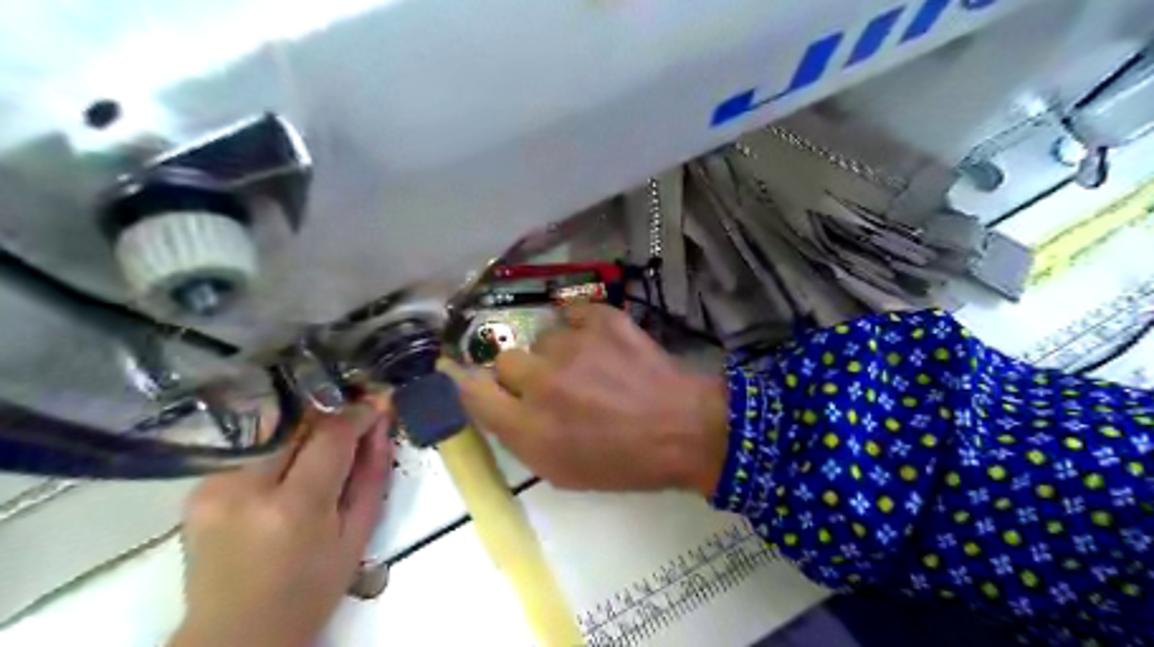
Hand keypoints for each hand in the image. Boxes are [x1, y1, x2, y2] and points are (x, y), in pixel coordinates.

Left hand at [170, 399, 395, 646]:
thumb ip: (372, 474)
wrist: (236, 634)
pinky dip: (279, 450)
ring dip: (305, 432)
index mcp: (293, 508)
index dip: (357, 413)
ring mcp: (213, 487)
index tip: (378, 401)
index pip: (330, 435)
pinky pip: (252, 450)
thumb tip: (382, 424)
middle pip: (296, 424)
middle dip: (330, 416)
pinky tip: (289, 470)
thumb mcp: (357, 535)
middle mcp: (245, 489)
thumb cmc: (310, 590)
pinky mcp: (197, 490)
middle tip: (355, 419)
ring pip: (273, 432)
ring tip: (324, 448)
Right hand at [454, 303, 723, 495]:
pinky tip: (604, 344)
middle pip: (504, 359)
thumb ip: (520, 438)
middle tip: (552, 383)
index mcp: (529, 429)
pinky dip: (584, 326)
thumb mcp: (562, 471)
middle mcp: (541, 383)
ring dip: (558, 351)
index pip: (472, 392)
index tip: (479, 381)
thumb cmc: (624, 462)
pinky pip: (573, 312)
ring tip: (591, 366)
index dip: (472, 384)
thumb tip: (497, 404)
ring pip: (543, 336)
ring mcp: (572, 346)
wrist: (684, 428)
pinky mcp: (601, 319)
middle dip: (522, 372)